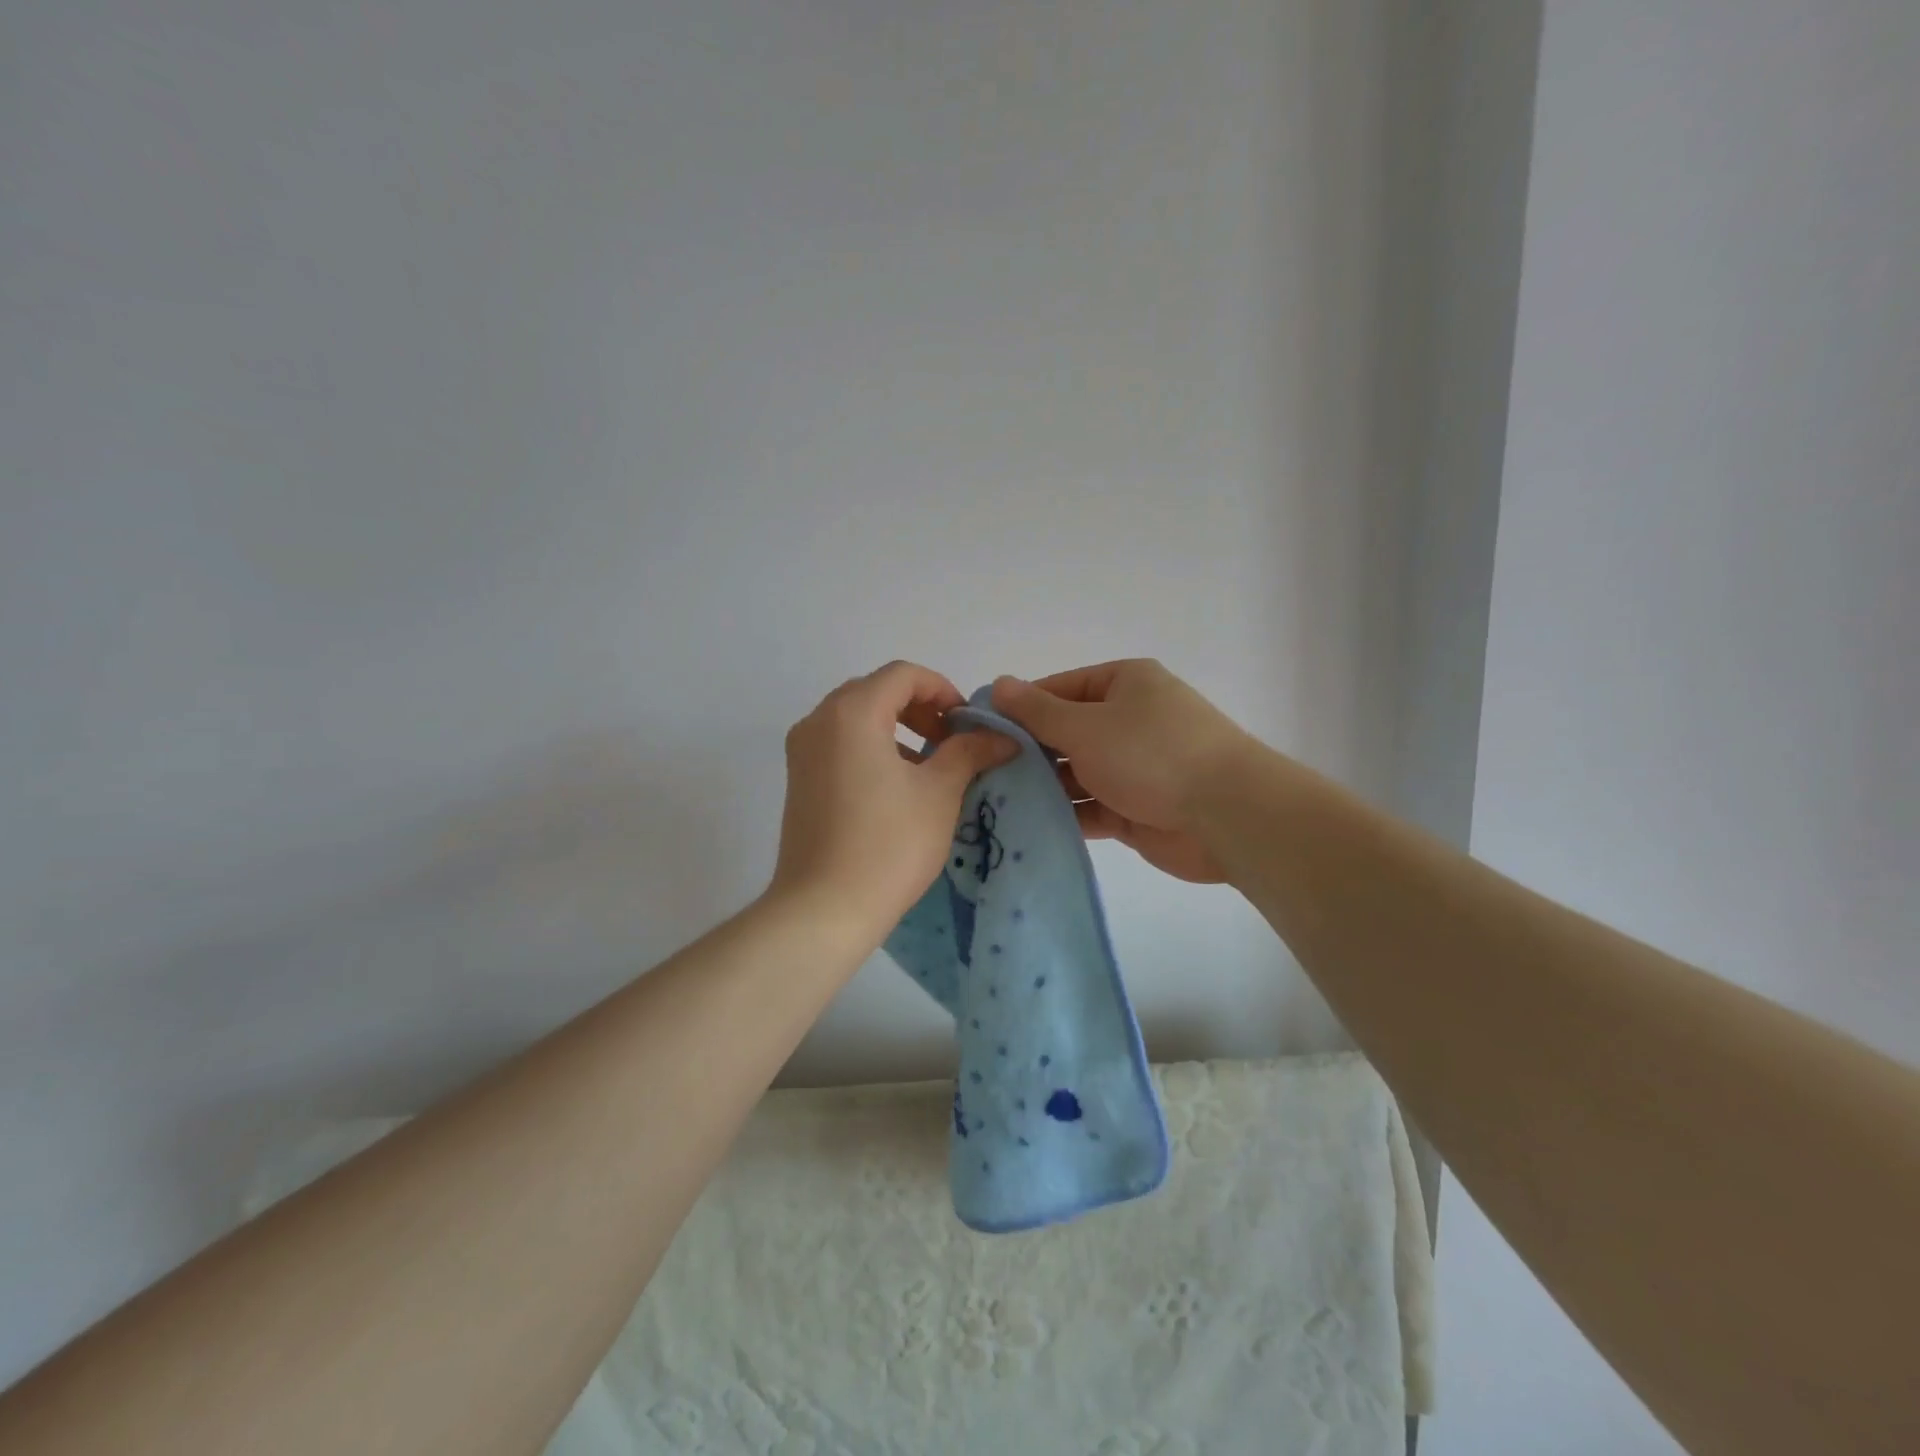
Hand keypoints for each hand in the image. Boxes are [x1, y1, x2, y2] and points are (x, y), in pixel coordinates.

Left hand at [770, 662, 1016, 943]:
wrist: (824, 909)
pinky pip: (840, 743)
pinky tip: (899, 786)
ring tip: (932, 765)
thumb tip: (1002, 737)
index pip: (903, 675)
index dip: (943, 689)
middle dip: (920, 708)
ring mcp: (802, 751)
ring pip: (857, 718)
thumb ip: (970, 752)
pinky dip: (873, 748)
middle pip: (877, 691)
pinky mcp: (798, 779)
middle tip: (952, 741)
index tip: (968, 724)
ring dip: (898, 728)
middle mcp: (818, 720)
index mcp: (851, 712)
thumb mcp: (939, 793)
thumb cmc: (888, 844)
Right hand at [991, 660, 1252, 883]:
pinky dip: (1064, 816)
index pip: (1059, 689)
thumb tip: (998, 684)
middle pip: (1066, 733)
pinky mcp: (1136, 810)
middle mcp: (1129, 720)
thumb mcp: (1085, 725)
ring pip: (1076, 774)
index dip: (1020, 707)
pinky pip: (1091, 808)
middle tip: (980, 772)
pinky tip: (1025, 827)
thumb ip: (1038, 711)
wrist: (1226, 814)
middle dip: (1028, 752)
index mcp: (1124, 684)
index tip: (980, 730)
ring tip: (992, 802)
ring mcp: (1134, 767)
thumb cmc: (1151, 753)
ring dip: (1042, 788)